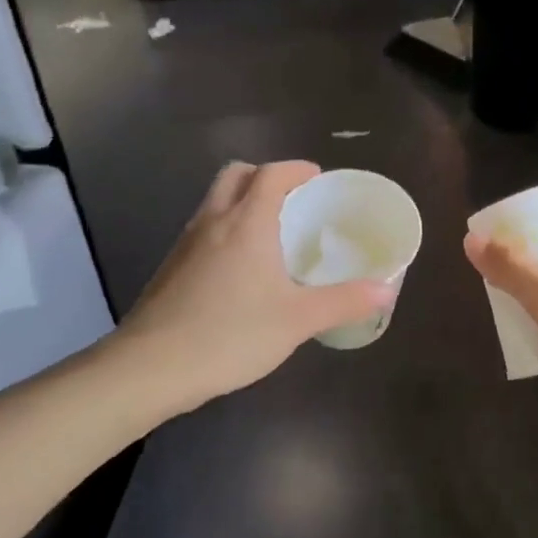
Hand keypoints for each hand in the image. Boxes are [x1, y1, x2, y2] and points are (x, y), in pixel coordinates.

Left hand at [114, 161, 392, 415]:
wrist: (151, 368)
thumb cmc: (230, 335)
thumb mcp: (297, 320)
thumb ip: (344, 301)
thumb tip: (386, 289)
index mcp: (245, 224)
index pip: (270, 174)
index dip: (295, 169)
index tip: (316, 177)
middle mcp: (211, 223)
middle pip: (235, 176)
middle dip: (264, 176)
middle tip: (293, 200)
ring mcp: (185, 245)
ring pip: (215, 203)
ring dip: (242, 203)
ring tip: (272, 235)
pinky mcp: (171, 269)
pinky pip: (204, 231)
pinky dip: (226, 231)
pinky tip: (242, 272)